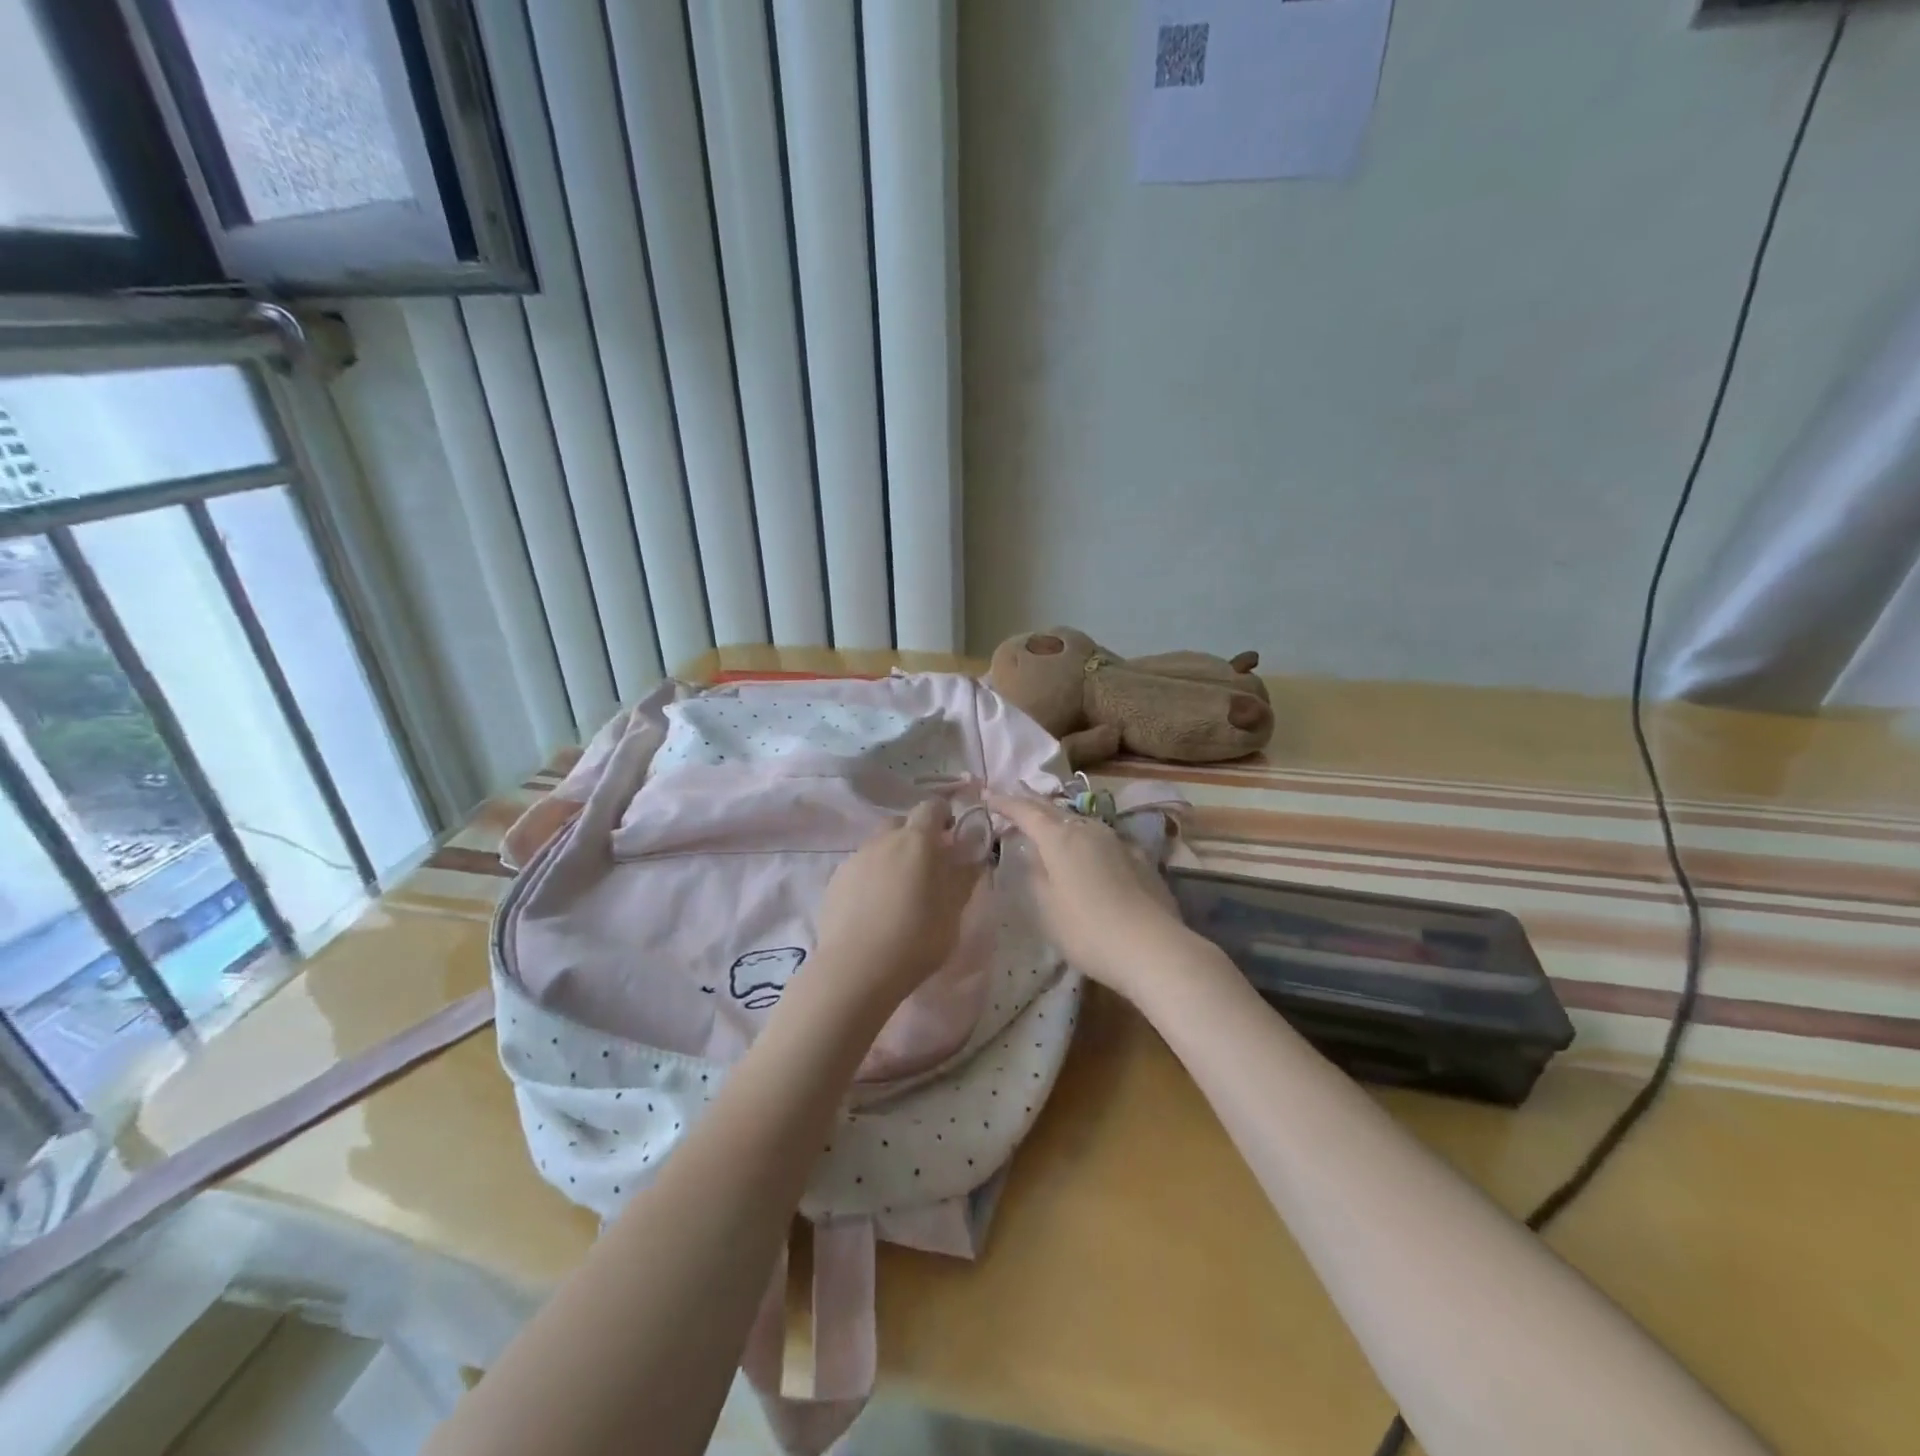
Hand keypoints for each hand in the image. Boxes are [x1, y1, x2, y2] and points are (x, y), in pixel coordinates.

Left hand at [805, 798, 984, 1022]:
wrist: (856, 969)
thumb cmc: (917, 938)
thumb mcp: (953, 910)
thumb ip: (964, 875)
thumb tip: (974, 852)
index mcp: (917, 841)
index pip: (931, 807)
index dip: (943, 817)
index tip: (951, 838)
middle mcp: (883, 840)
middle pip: (901, 824)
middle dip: (916, 837)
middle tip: (927, 869)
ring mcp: (855, 859)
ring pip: (878, 847)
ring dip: (892, 859)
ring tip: (899, 894)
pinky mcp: (835, 881)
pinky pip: (859, 868)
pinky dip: (870, 878)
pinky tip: (874, 909)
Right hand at [987, 791, 1201, 1001]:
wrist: (1151, 947)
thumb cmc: (1087, 930)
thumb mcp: (1046, 907)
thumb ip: (1035, 875)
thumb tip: (1033, 854)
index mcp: (1059, 839)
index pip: (1026, 812)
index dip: (1005, 802)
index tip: (988, 795)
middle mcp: (1088, 830)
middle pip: (1054, 810)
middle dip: (1031, 802)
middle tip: (1014, 795)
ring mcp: (1118, 842)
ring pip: (1081, 821)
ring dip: (1060, 818)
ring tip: (1048, 820)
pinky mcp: (1139, 858)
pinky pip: (1103, 839)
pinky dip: (1086, 837)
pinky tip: (1088, 848)